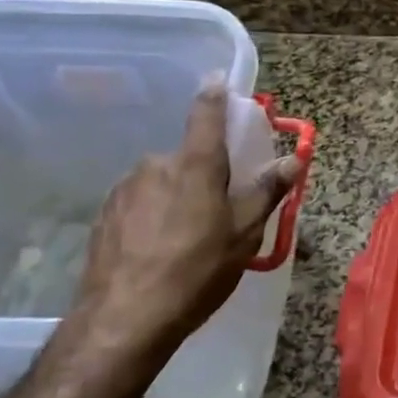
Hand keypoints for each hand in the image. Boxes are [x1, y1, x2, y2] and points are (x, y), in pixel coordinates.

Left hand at [60, 80, 298, 369]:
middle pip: (187, 158)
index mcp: (195, 164)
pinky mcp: (104, 214)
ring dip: (175, 197)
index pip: (206, 114)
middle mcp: (156, 165)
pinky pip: (139, 203)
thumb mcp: (244, 234)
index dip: (214, 94)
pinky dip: (152, 216)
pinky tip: (157, 251)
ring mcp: (125, 188)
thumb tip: (293, 157)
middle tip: (217, 212)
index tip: (216, 78)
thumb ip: (267, 191)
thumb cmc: (197, 271)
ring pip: (161, 182)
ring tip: (185, 240)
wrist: (125, 318)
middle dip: (202, 175)